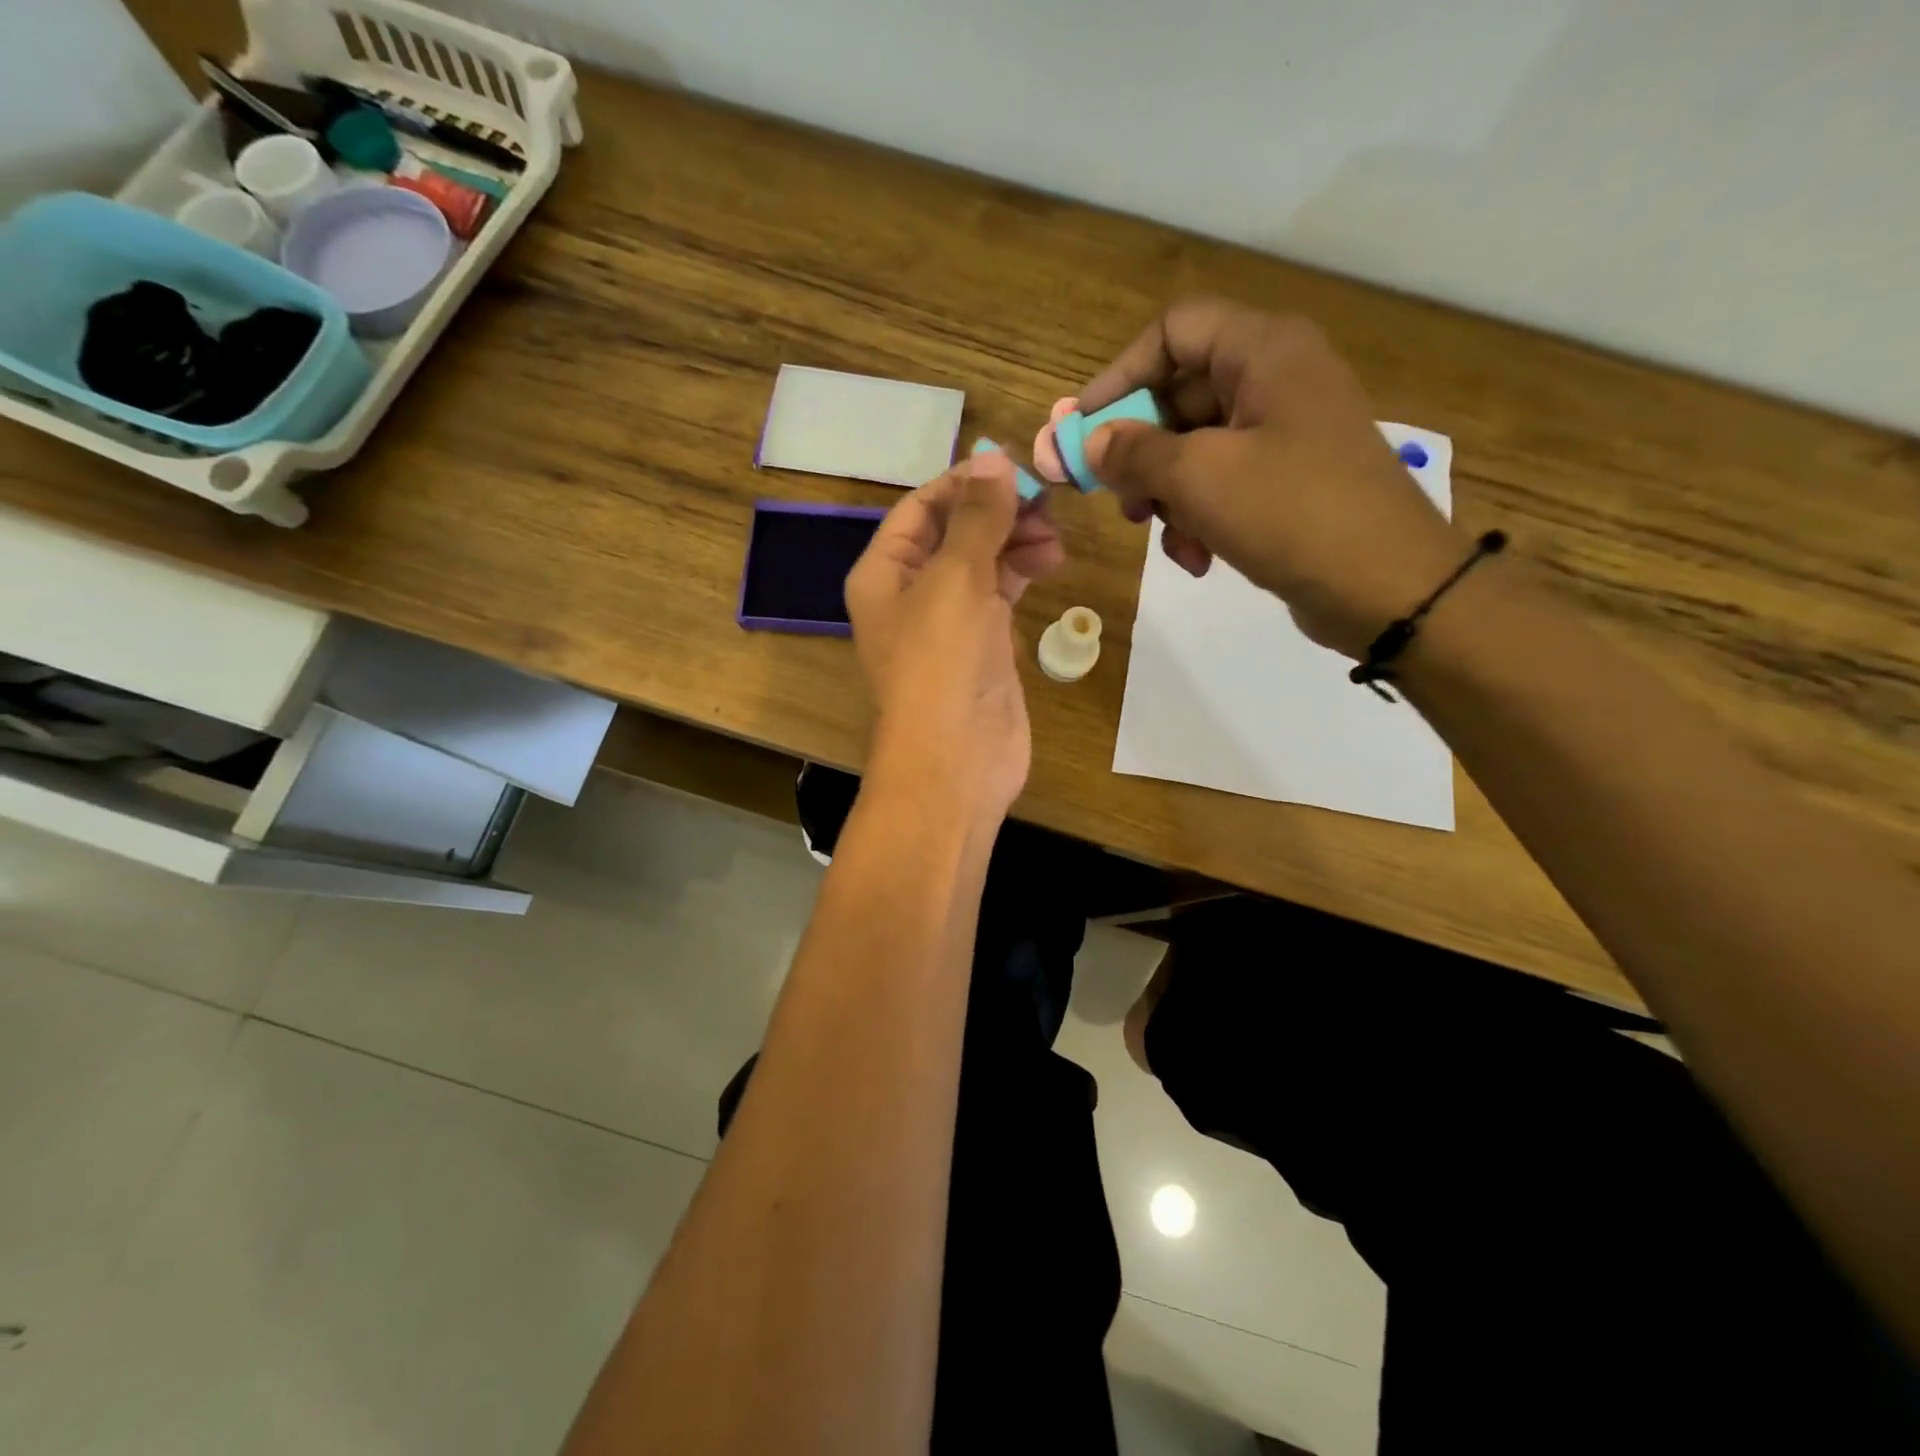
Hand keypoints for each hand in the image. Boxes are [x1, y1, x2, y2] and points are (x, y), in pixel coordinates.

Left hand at [845, 450, 1065, 820]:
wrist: (957, 761)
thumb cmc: (942, 663)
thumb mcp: (956, 578)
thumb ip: (977, 517)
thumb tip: (993, 456)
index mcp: (883, 573)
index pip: (920, 507)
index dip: (965, 482)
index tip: (1016, 468)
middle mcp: (909, 593)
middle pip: (953, 532)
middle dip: (997, 513)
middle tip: (1047, 504)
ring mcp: (946, 622)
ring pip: (981, 562)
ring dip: (1015, 541)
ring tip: (1055, 539)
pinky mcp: (981, 647)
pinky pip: (998, 595)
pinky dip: (1021, 573)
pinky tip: (1049, 562)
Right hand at [1078, 297, 1472, 658]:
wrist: (1387, 586)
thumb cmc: (1291, 512)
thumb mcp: (1199, 477)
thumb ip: (1135, 452)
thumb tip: (1092, 442)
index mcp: (1263, 350)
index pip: (1172, 331)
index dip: (1119, 376)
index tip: (1083, 430)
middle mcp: (1275, 379)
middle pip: (1178, 395)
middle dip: (1140, 452)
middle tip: (1116, 498)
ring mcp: (1284, 433)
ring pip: (1194, 448)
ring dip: (1167, 496)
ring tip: (1162, 536)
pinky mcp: (1287, 481)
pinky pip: (1222, 484)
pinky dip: (1199, 517)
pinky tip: (1197, 559)